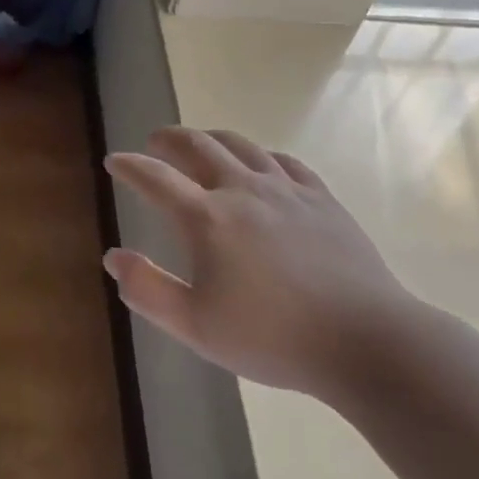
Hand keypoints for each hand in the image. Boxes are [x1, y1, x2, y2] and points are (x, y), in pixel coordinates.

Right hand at [103, 127, 422, 399]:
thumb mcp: (195, 326)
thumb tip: (113, 256)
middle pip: (198, 146)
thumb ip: (147, 289)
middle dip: (170, 139)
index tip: (114, 160)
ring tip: (200, 143)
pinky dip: (260, 155)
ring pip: (241, 146)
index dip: (130, 166)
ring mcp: (287, 190)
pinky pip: (284, 162)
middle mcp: (243, 190)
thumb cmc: (272, 338)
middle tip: (155, 141)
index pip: (156, 178)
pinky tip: (260, 165)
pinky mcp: (321, 199)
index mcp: (207, 218)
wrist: (365, 340)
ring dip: (211, 138)